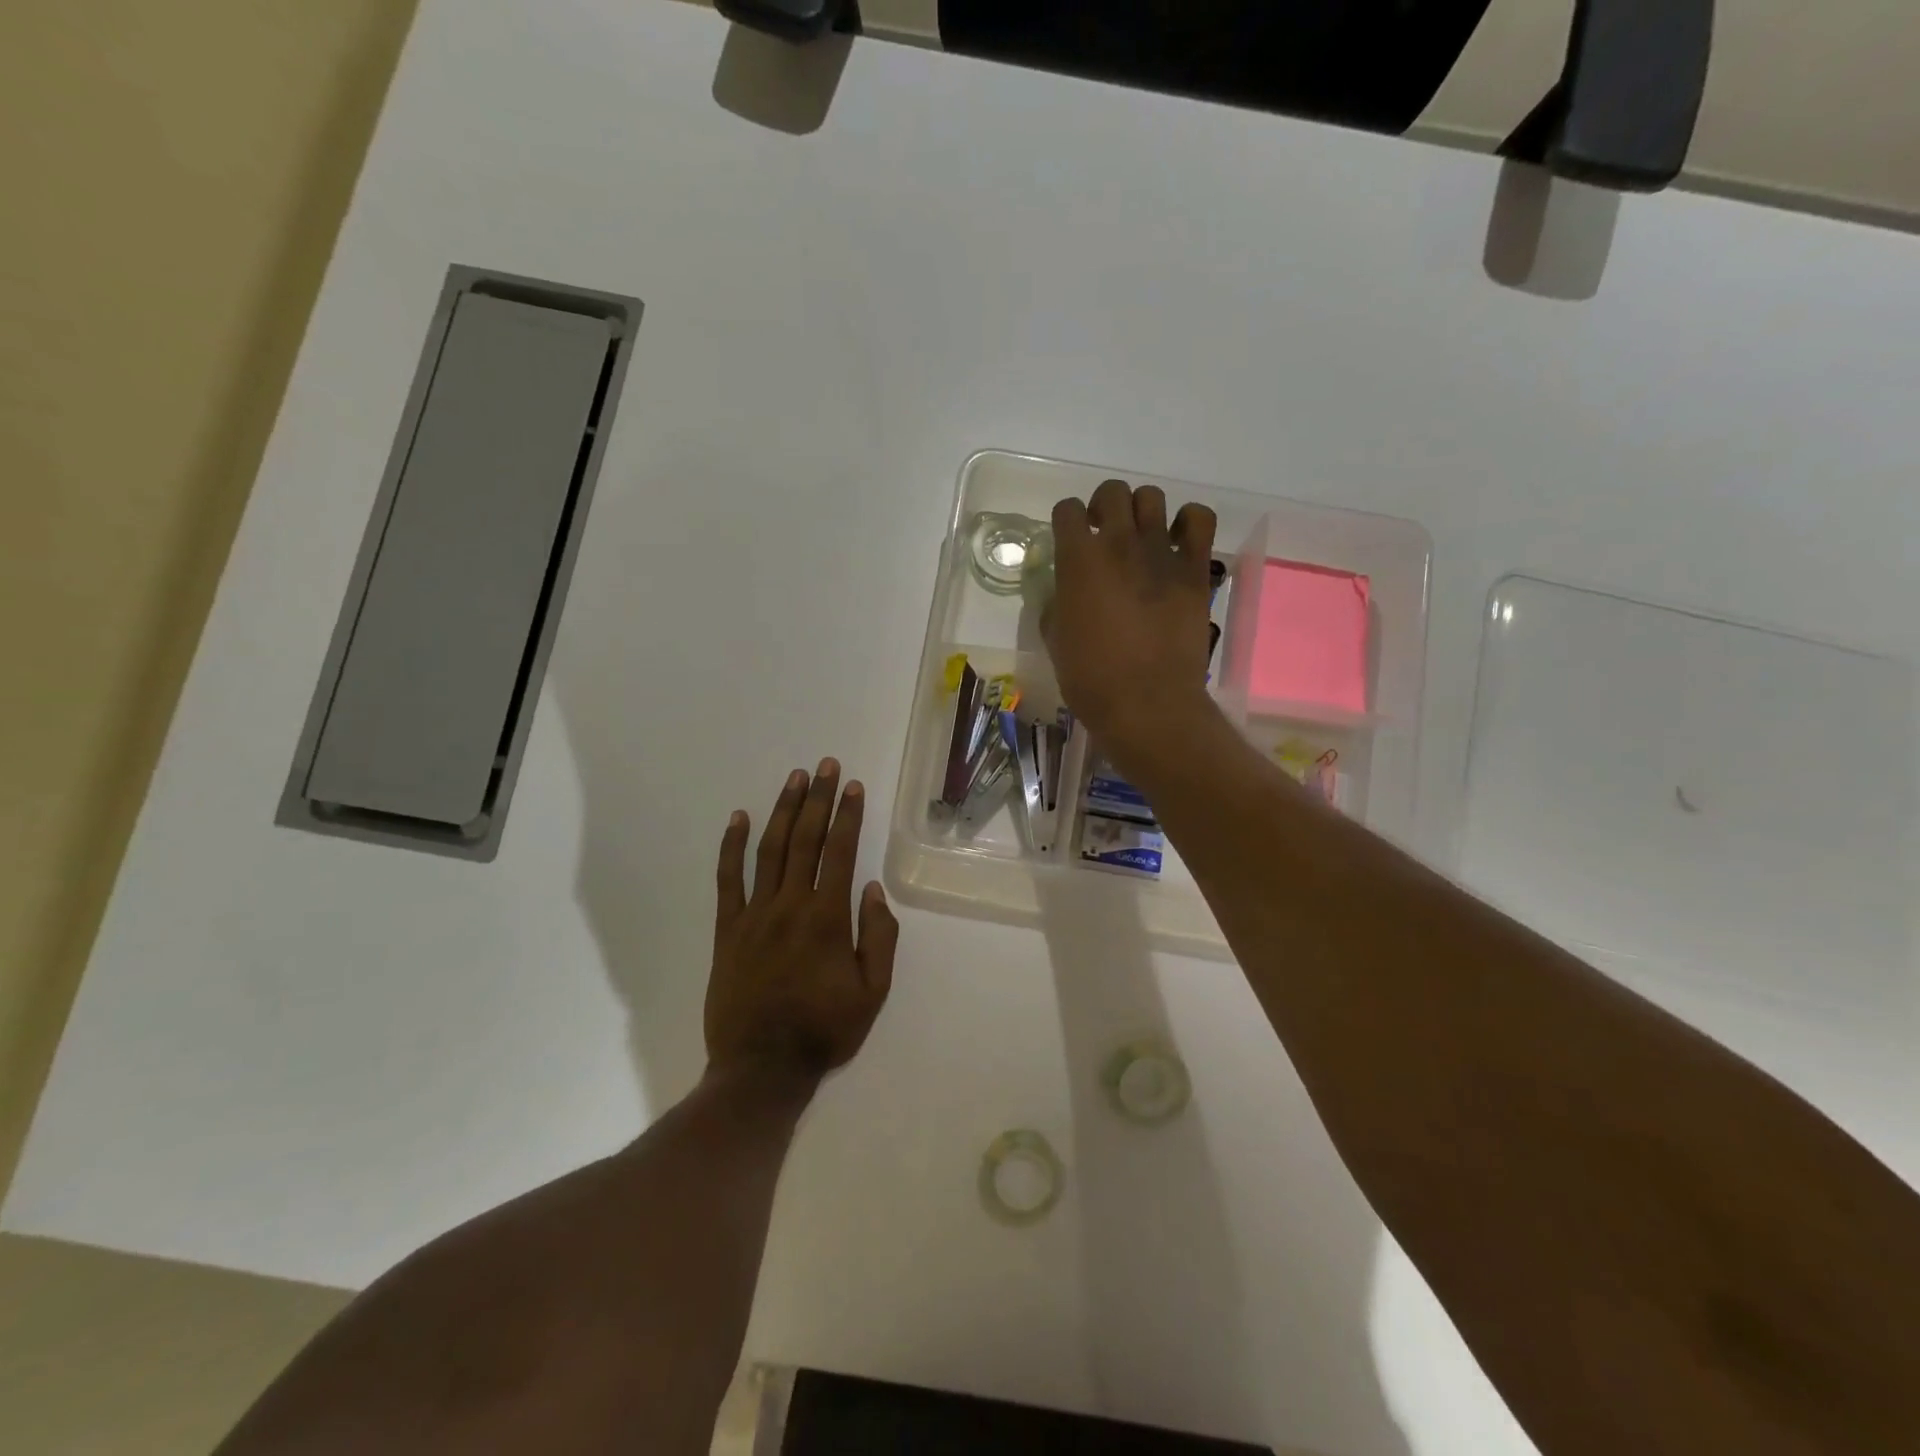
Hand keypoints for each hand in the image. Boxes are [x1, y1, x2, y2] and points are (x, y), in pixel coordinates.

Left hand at [706, 759, 898, 1088]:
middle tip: (825, 766)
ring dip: (783, 811)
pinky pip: (727, 879)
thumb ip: (879, 938)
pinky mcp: (726, 929)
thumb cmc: (824, 1031)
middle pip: (806, 840)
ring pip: (769, 850)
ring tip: (794, 779)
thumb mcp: (873, 993)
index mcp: (828, 918)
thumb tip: (874, 889)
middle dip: (818, 799)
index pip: (840, 853)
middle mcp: (790, 905)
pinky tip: (738, 818)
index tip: (853, 786)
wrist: (761, 1068)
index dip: (848, 816)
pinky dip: (731, 846)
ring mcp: (754, 914)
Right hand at [1044, 479, 1218, 763]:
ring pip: (1152, 497)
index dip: (1066, 521)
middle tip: (1104, 534)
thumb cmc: (1091, 679)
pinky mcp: (1194, 570)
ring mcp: (1160, 553)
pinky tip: (1177, 541)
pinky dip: (1188, 522)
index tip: (1070, 538)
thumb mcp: (1056, 641)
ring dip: (1141, 511)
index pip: (1067, 511)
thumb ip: (1057, 605)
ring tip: (1141, 537)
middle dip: (1103, 506)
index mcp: (1078, 561)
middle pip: (1112, 493)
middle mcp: (1118, 545)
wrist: (1146, 704)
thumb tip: (1065, 593)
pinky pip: (1199, 520)